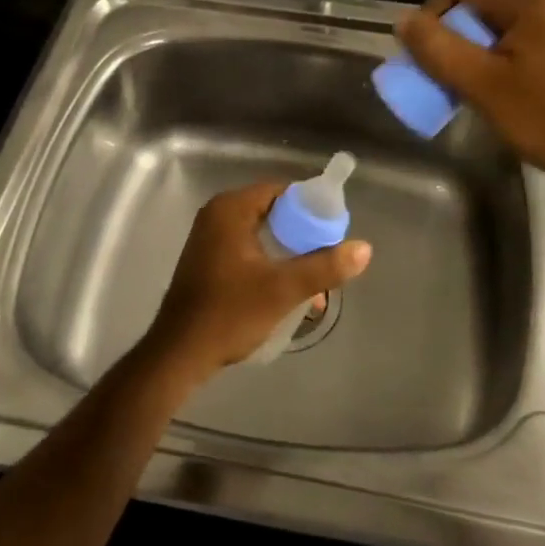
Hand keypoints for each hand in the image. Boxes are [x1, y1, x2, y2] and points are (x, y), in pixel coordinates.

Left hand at [145, 181, 371, 386]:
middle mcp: (218, 214)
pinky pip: (248, 248)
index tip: (333, 231)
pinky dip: (269, 262)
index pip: (281, 191)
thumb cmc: (229, 313)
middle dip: (302, 235)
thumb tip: (364, 248)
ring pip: (262, 233)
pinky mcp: (208, 259)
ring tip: (313, 282)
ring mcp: (210, 237)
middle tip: (327, 257)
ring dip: (288, 253)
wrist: (180, 354)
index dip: (310, 208)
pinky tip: (287, 289)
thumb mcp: (283, 289)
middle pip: (273, 212)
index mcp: (231, 208)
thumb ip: (324, 267)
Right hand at [395, 0, 544, 243]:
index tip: (427, 53)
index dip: (433, 11)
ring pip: (514, 24)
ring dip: (486, 48)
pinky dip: (515, 56)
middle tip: (451, 75)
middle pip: (490, 3)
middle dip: (460, 34)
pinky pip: (540, 40)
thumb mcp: (483, 87)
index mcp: (534, 2)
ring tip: (480, 87)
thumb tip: (404, 20)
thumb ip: (438, 49)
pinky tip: (517, 92)